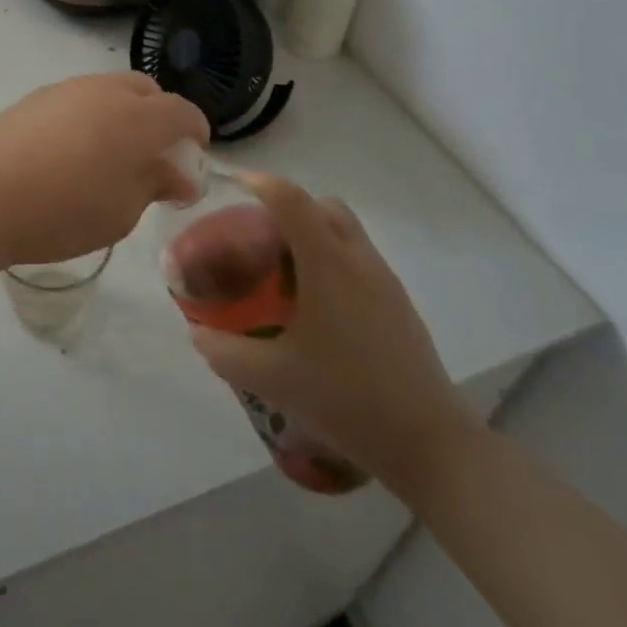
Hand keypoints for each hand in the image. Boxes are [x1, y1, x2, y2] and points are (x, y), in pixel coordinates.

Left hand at [0, 73, 208, 271]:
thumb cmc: (62, 212)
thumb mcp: (121, 212)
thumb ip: (154, 184)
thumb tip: (177, 174)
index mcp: (136, 118)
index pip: (181, 111)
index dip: (196, 130)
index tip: (196, 152)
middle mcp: (104, 91)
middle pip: (146, 90)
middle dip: (160, 115)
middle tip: (156, 152)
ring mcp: (65, 90)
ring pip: (109, 89)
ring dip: (123, 112)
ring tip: (112, 151)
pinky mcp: (33, 98)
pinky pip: (77, 98)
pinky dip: (89, 115)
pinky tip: (72, 149)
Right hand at [188, 172, 478, 500]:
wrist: (429, 443)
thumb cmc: (346, 398)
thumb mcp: (272, 378)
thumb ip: (225, 352)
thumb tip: (197, 333)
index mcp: (326, 262)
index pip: (290, 199)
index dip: (260, 183)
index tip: (233, 184)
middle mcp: (357, 258)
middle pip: (321, 205)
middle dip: (288, 206)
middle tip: (258, 234)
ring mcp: (384, 279)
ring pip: (345, 230)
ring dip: (313, 232)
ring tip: (283, 270)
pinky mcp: (398, 303)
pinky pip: (359, 258)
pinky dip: (332, 258)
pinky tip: (316, 304)